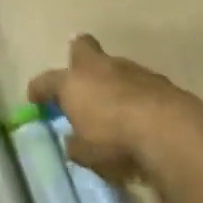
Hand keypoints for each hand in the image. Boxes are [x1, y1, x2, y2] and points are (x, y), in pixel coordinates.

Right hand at [27, 35, 198, 184]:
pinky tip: (140, 115)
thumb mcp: (87, 154)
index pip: (47, 81)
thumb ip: (77, 145)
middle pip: (83, 47)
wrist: (168, 131)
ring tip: (113, 106)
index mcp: (73, 82)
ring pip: (113, 66)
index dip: (39, 89)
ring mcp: (129, 69)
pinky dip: (134, 94)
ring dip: (110, 81)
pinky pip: (137, 83)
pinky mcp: (157, 79)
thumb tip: (73, 140)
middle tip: (78, 75)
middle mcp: (99, 67)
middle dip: (78, 58)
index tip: (34, 96)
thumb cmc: (115, 141)